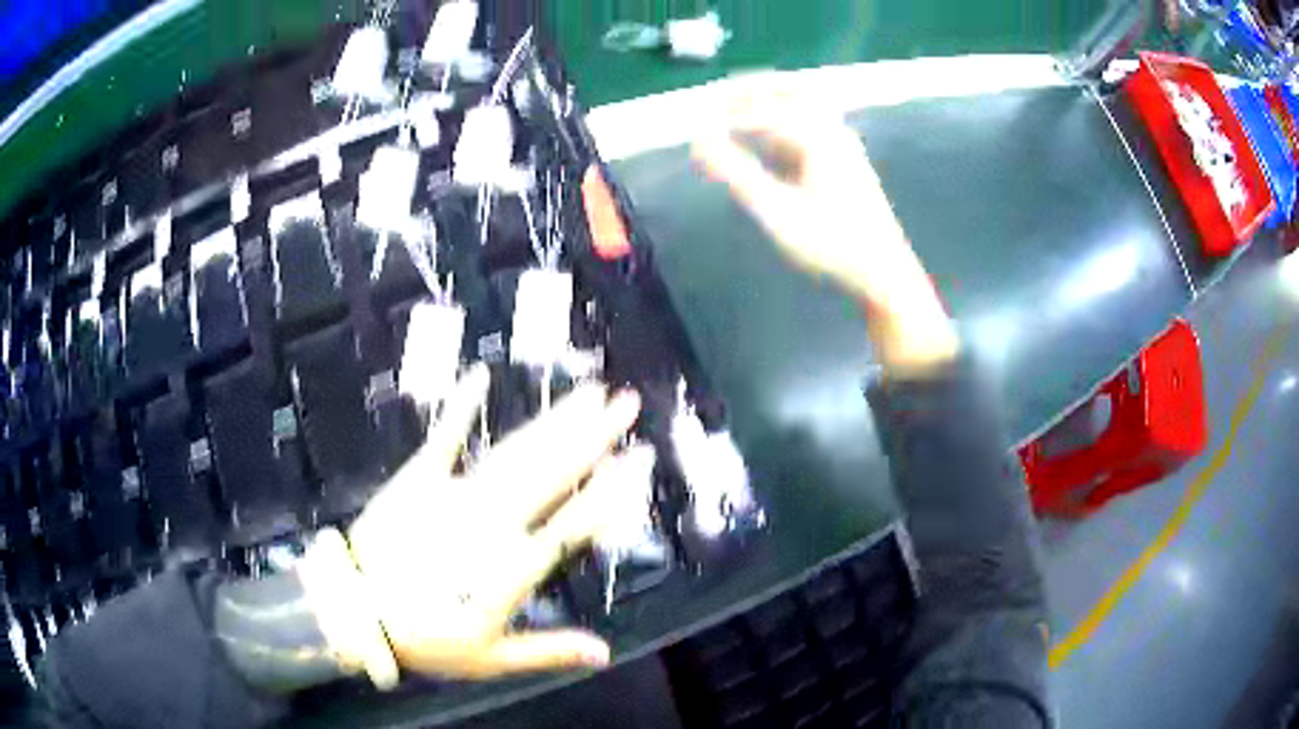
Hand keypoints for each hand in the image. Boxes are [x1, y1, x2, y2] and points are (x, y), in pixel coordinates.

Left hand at [346, 358, 644, 678]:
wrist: (356, 612)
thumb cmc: (425, 639)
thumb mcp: (491, 659)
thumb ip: (548, 651)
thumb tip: (605, 653)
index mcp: (510, 566)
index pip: (570, 524)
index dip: (608, 492)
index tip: (638, 458)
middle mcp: (490, 521)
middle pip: (550, 474)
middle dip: (593, 436)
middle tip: (627, 402)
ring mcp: (454, 494)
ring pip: (513, 453)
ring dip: (551, 421)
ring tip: (586, 393)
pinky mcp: (419, 479)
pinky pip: (443, 437)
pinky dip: (460, 407)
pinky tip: (481, 375)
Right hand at [691, 75, 959, 376]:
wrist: (883, 272)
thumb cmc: (831, 242)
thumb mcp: (778, 210)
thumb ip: (736, 172)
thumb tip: (699, 141)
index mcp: (819, 135)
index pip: (766, 108)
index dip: (729, 111)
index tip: (699, 121)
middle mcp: (833, 131)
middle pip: (790, 93)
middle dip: (754, 92)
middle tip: (720, 97)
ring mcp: (843, 146)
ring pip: (803, 110)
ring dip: (770, 107)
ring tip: (737, 115)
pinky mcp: (845, 163)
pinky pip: (810, 129)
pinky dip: (784, 127)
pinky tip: (768, 143)